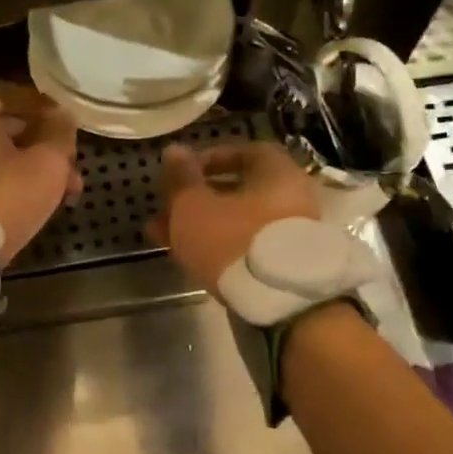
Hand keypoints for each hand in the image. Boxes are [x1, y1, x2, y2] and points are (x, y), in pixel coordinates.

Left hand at [0, 88, 81, 265]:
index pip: (13, 96)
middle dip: (46, 147)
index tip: (67, 121)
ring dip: (35, 171)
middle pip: (8, 131)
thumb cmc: (3, 196)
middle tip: (73, 166)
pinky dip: (13, 187)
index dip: (44, 107)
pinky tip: (37, 206)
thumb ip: (60, 135)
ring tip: (66, 195)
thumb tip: (63, 116)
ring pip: (1, 161)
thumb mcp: (47, 163)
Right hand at [148, 142, 319, 290]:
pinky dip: (216, 244)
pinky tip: (184, 253)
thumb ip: (182, 178)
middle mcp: (291, 200)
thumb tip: (174, 150)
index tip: (183, 170)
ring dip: (200, 223)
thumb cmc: (233, 239)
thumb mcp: (194, 206)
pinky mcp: (280, 266)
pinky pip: (243, 245)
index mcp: (278, 175)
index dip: (211, 157)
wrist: (277, 304)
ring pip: (236, 221)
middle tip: (166, 205)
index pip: (246, 151)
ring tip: (161, 233)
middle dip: (197, 196)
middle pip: (239, 190)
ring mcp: (287, 235)